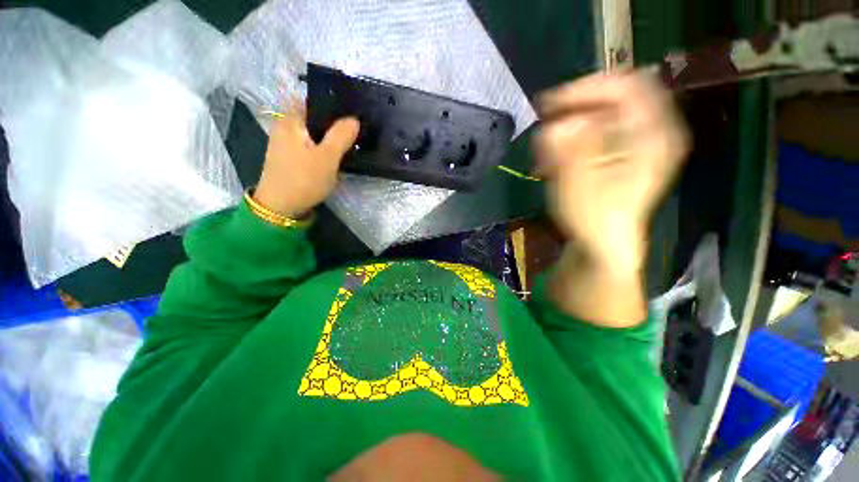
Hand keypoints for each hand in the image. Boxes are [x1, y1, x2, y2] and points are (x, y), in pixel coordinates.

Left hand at [254, 103, 359, 217]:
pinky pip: (311, 142)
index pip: (316, 101)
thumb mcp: (327, 158)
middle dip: (336, 123)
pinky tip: (335, 153)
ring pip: (315, 131)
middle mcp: (286, 124)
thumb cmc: (303, 179)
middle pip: (316, 116)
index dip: (337, 106)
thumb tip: (354, 119)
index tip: (355, 114)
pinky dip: (323, 145)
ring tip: (350, 141)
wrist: (281, 206)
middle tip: (357, 130)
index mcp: (291, 119)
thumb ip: (341, 136)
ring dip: (331, 136)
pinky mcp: (291, 154)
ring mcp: (287, 140)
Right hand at [534, 72, 688, 272]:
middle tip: (545, 128)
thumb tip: (556, 125)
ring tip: (547, 155)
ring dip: (568, 128)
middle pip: (612, 98)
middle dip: (574, 109)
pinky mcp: (621, 154)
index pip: (626, 85)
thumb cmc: (594, 219)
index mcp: (653, 134)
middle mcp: (651, 131)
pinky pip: (596, 132)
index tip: (550, 105)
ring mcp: (637, 142)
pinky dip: (572, 140)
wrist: (603, 245)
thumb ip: (568, 151)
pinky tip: (555, 161)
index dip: (586, 88)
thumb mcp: (578, 184)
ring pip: (600, 115)